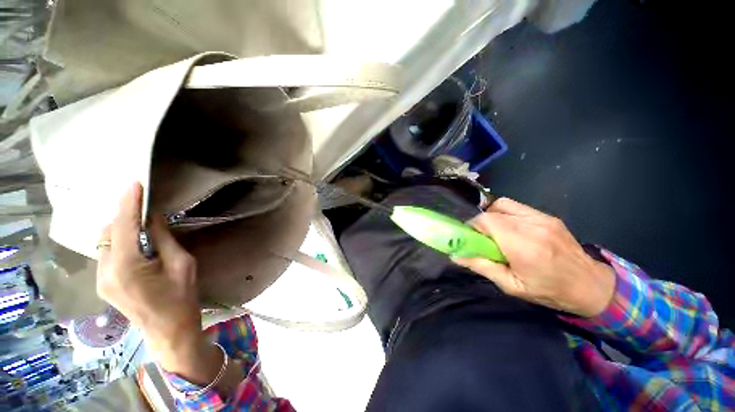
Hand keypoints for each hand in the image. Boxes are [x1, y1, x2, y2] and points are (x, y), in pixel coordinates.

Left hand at [97, 183, 219, 381]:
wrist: (169, 331)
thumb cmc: (182, 297)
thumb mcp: (182, 264)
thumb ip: (163, 239)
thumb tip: (152, 217)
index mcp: (126, 267)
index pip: (123, 226)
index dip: (128, 203)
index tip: (134, 183)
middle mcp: (105, 271)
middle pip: (108, 232)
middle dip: (123, 216)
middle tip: (144, 208)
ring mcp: (100, 279)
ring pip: (104, 243)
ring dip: (120, 230)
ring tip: (140, 226)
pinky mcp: (103, 284)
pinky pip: (106, 254)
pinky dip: (119, 243)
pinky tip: (135, 245)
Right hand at [453, 198, 615, 316]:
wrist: (591, 285)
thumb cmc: (549, 291)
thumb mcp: (511, 285)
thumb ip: (481, 266)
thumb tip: (455, 255)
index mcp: (523, 247)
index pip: (486, 221)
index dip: (472, 227)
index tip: (470, 239)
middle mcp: (532, 226)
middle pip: (492, 211)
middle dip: (480, 223)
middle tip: (482, 239)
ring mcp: (542, 218)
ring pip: (502, 204)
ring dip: (492, 216)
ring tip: (496, 233)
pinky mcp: (547, 216)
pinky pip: (516, 207)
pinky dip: (505, 214)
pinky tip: (510, 229)